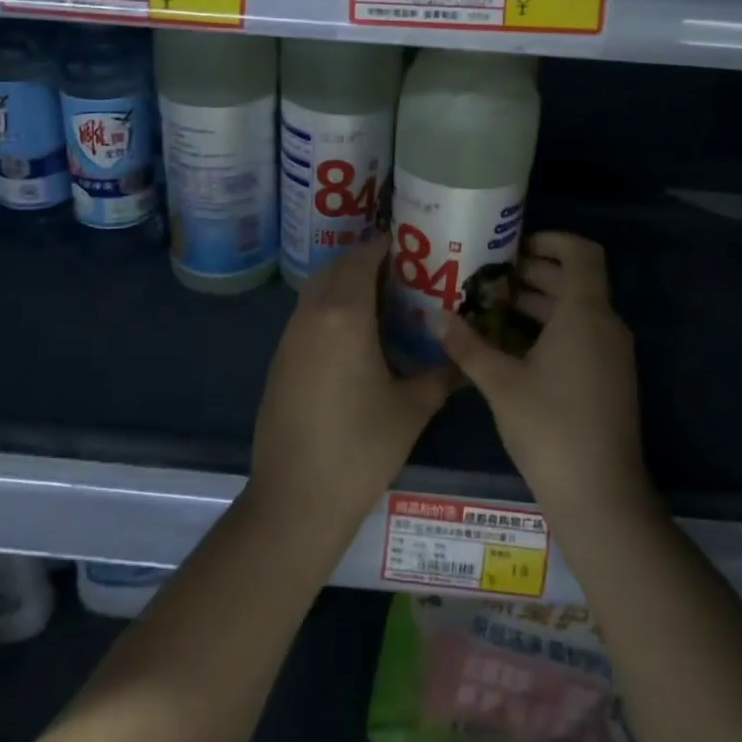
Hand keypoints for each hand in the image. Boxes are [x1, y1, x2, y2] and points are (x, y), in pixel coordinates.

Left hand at [250, 239, 452, 531]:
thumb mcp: (412, 409)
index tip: (411, 244)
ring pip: (316, 291)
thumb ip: (440, 375)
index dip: (385, 245)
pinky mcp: (279, 360)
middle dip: (365, 261)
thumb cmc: (361, 448)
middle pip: (335, 268)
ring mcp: (289, 338)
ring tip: (383, 300)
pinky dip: (329, 309)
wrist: (296, 498)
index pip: (362, 259)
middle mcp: (311, 315)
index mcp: (344, 315)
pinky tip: (354, 337)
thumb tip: (462, 360)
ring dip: (344, 284)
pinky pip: (306, 316)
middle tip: (402, 271)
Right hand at [439, 232, 648, 516]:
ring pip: (576, 311)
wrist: (600, 495)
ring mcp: (611, 355)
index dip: (552, 240)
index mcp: (585, 314)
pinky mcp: (609, 379)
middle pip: (575, 281)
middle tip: (488, 277)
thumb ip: (467, 345)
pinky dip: (550, 330)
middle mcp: (605, 326)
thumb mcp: (500, 383)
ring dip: (538, 304)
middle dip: (533, 273)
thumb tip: (437, 316)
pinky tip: (511, 347)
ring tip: (491, 307)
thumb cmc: (549, 428)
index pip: (581, 253)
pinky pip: (581, 336)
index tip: (514, 246)